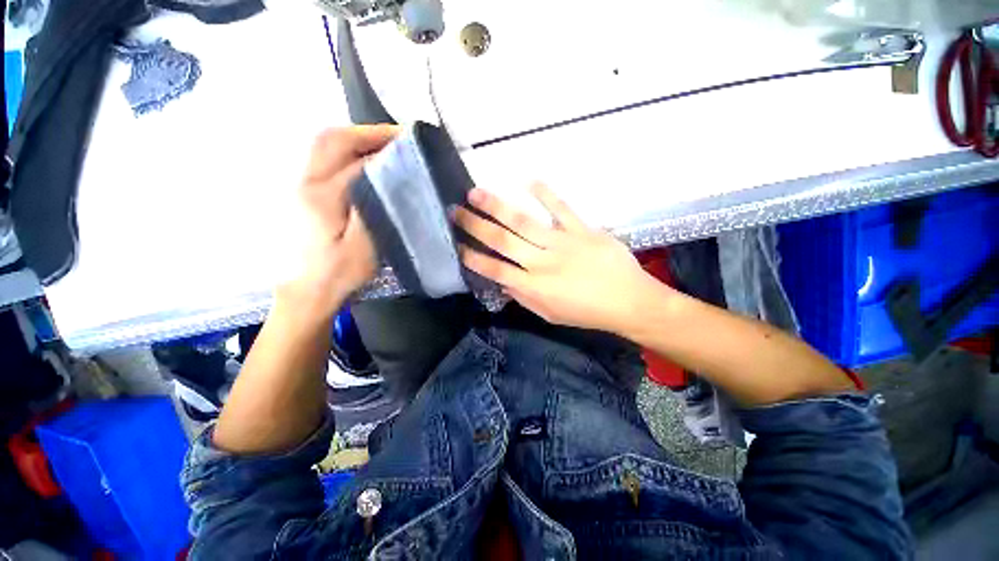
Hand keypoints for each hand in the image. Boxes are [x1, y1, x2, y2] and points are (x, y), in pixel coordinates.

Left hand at [281, 125, 397, 315]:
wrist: (306, 292)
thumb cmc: (339, 274)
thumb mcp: (364, 247)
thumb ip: (372, 208)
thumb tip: (383, 176)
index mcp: (322, 198)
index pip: (356, 162)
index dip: (384, 149)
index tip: (410, 143)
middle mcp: (305, 183)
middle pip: (332, 140)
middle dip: (367, 132)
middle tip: (397, 136)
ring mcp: (299, 185)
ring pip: (324, 145)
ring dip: (355, 138)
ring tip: (384, 145)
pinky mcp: (302, 192)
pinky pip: (323, 158)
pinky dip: (345, 150)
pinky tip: (364, 160)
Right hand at [453, 183, 668, 333]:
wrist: (629, 302)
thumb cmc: (587, 312)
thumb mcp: (550, 314)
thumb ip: (524, 298)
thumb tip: (502, 281)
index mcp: (535, 286)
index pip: (495, 270)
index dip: (474, 257)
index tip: (458, 245)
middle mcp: (543, 262)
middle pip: (503, 241)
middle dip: (476, 226)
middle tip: (456, 211)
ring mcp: (563, 243)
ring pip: (524, 222)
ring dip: (498, 206)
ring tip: (476, 192)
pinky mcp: (583, 230)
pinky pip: (562, 209)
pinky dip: (545, 194)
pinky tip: (528, 180)